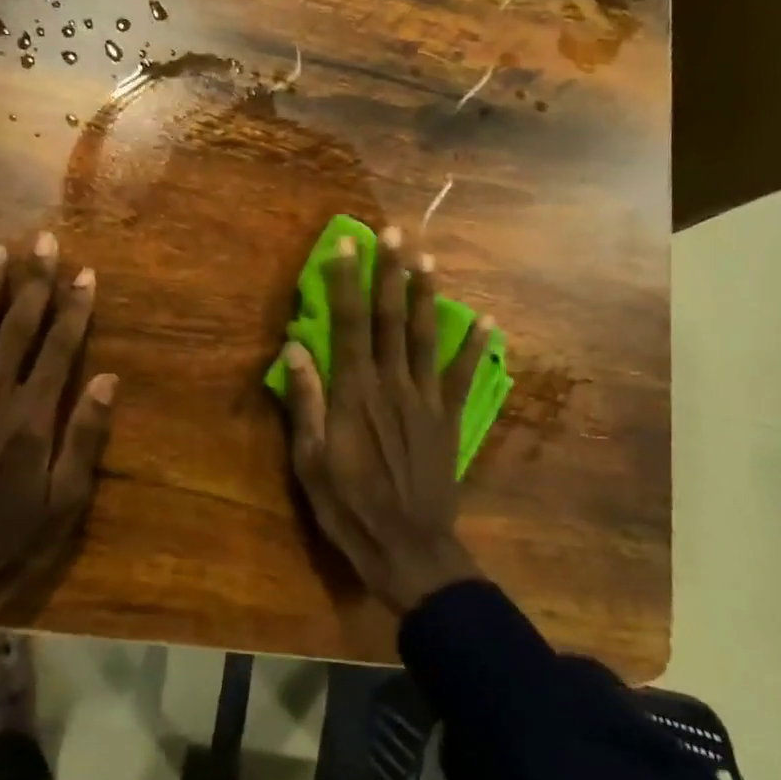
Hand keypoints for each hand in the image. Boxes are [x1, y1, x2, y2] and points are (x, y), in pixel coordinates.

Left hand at [0, 233, 115, 637]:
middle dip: (33, 283)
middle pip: (16, 331)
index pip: (59, 350)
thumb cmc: (13, 537)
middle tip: (43, 241)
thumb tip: (107, 378)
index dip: (74, 309)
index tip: (85, 273)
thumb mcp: (65, 500)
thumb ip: (85, 436)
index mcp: (31, 420)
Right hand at [281, 227, 491, 614]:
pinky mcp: (450, 419)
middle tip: (394, 232)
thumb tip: (295, 349)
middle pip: (389, 318)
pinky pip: (464, 375)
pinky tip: (486, 321)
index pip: (348, 324)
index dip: (346, 282)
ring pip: (425, 336)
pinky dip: (475, 347)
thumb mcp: (310, 461)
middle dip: (390, 272)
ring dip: (425, 295)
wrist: (408, 548)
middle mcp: (392, 384)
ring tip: (427, 258)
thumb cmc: (349, 506)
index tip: (346, 245)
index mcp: (354, 393)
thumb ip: (306, 402)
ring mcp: (426, 400)